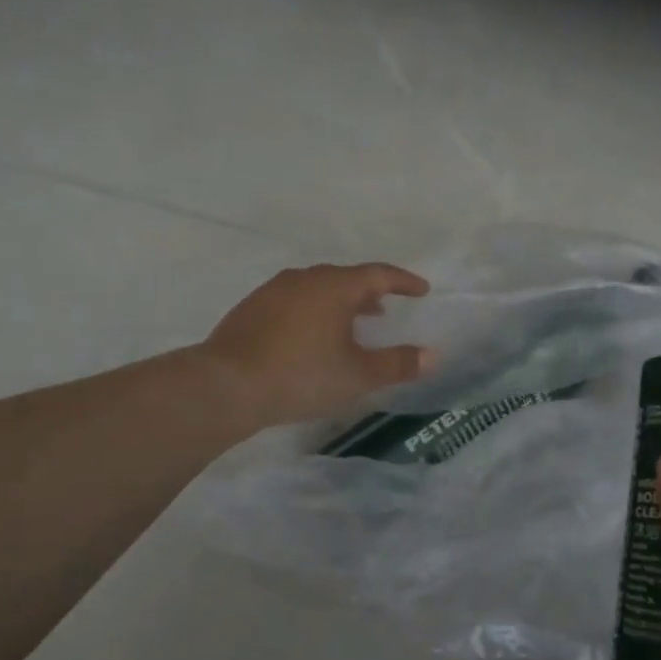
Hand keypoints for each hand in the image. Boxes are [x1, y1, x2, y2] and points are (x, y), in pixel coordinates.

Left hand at [202, 263, 433, 426]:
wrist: (227, 385)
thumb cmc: (302, 376)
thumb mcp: (358, 375)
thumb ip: (398, 364)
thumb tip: (433, 355)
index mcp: (335, 287)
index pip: (378, 274)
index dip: (403, 282)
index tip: (421, 290)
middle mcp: (304, 279)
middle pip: (345, 278)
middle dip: (369, 292)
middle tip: (385, 309)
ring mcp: (273, 291)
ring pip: (317, 288)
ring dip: (339, 302)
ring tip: (350, 324)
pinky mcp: (251, 309)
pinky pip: (293, 301)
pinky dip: (312, 311)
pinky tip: (309, 337)